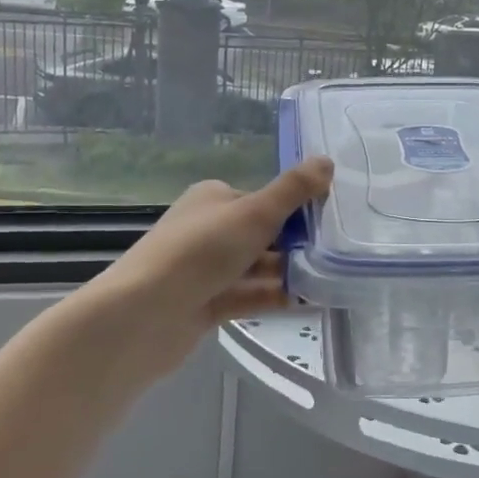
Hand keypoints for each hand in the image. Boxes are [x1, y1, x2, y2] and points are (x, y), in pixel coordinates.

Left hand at [86, 156, 335, 361]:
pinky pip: (248, 296)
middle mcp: (207, 229)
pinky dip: (274, 297)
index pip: (262, 199)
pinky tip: (307, 302)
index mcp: (213, 199)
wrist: (143, 316)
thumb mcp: (254, 213)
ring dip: (288, 273)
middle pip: (262, 234)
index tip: (330, 224)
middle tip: (335, 256)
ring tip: (329, 280)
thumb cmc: (200, 252)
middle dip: (296, 245)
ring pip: (256, 267)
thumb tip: (327, 161)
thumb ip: (293, 190)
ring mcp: (204, 270)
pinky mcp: (205, 304)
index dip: (295, 210)